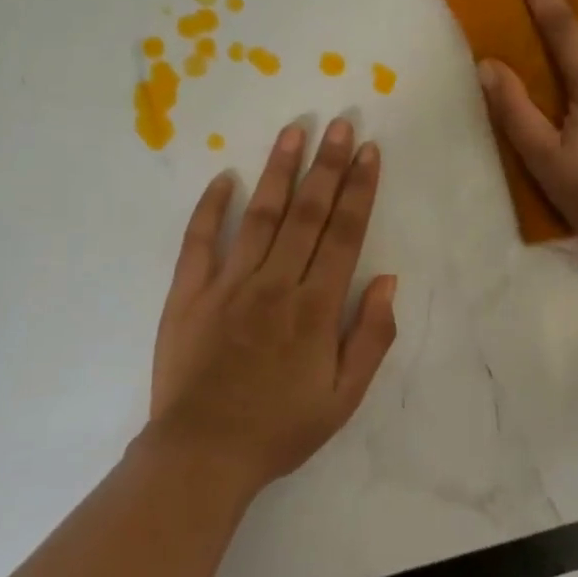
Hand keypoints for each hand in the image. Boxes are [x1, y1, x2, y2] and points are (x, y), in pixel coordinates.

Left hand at [148, 118, 398, 494]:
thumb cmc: (280, 428)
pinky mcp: (188, 292)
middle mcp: (276, 283)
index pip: (344, 234)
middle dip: (327, 165)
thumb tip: (388, 280)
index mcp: (316, 307)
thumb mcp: (344, 397)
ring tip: (294, 132)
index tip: (368, 152)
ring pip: (261, 215)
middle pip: (308, 213)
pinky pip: (200, 240)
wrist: (203, 453)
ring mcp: (228, 284)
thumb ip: (371, 336)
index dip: (359, 189)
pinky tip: (225, 177)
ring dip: (279, 171)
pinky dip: (212, 207)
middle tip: (339, 123)